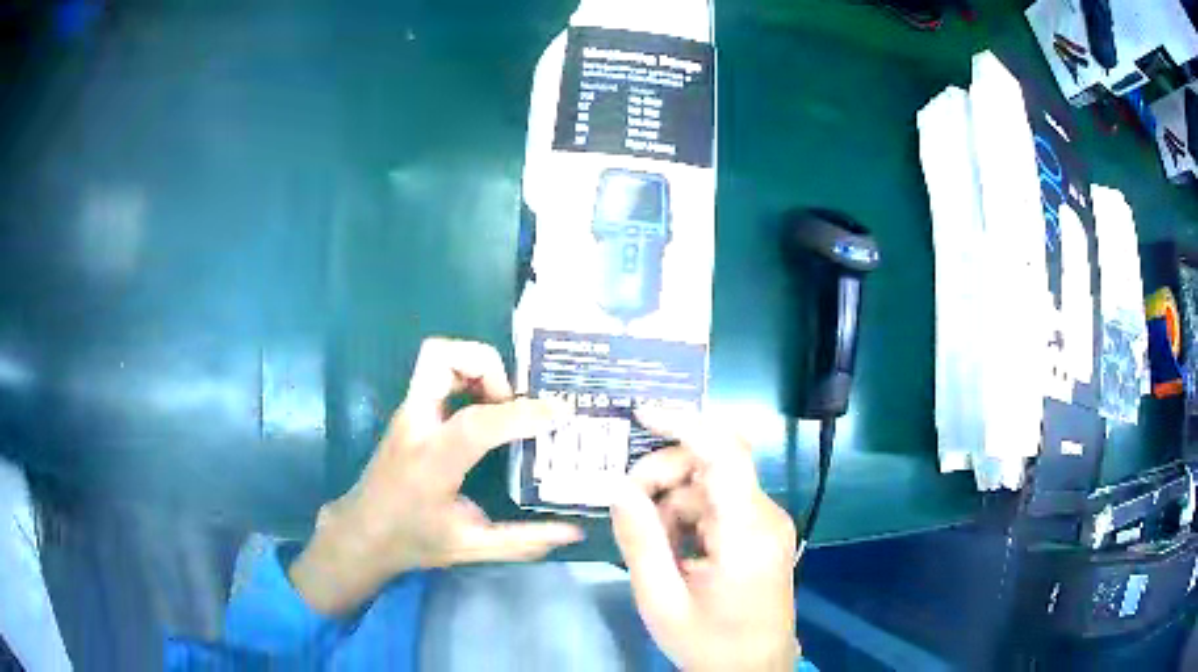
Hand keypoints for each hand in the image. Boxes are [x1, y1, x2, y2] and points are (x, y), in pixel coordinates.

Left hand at [289, 338, 582, 614]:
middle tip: (513, 400)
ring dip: (478, 367)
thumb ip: (524, 540)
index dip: (521, 414)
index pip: (476, 423)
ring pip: (437, 356)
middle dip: (487, 365)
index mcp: (430, 462)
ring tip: (504, 404)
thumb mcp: (472, 548)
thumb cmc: (413, 541)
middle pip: (441, 357)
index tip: (559, 413)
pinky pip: (438, 373)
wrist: (362, 533)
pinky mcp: (409, 412)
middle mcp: (415, 425)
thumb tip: (574, 533)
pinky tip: (488, 411)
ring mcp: (408, 413)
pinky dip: (468, 377)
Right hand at [611, 408, 798, 671]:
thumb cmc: (709, 643)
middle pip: (712, 464)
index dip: (684, 423)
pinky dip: (689, 515)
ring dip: (673, 500)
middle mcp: (765, 516)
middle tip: (627, 506)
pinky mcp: (762, 533)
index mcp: (746, 533)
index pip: (725, 453)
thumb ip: (640, 540)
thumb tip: (618, 486)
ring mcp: (767, 523)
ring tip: (651, 542)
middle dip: (663, 473)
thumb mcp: (662, 600)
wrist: (754, 670)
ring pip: (712, 483)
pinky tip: (673, 549)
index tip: (641, 413)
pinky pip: (720, 505)